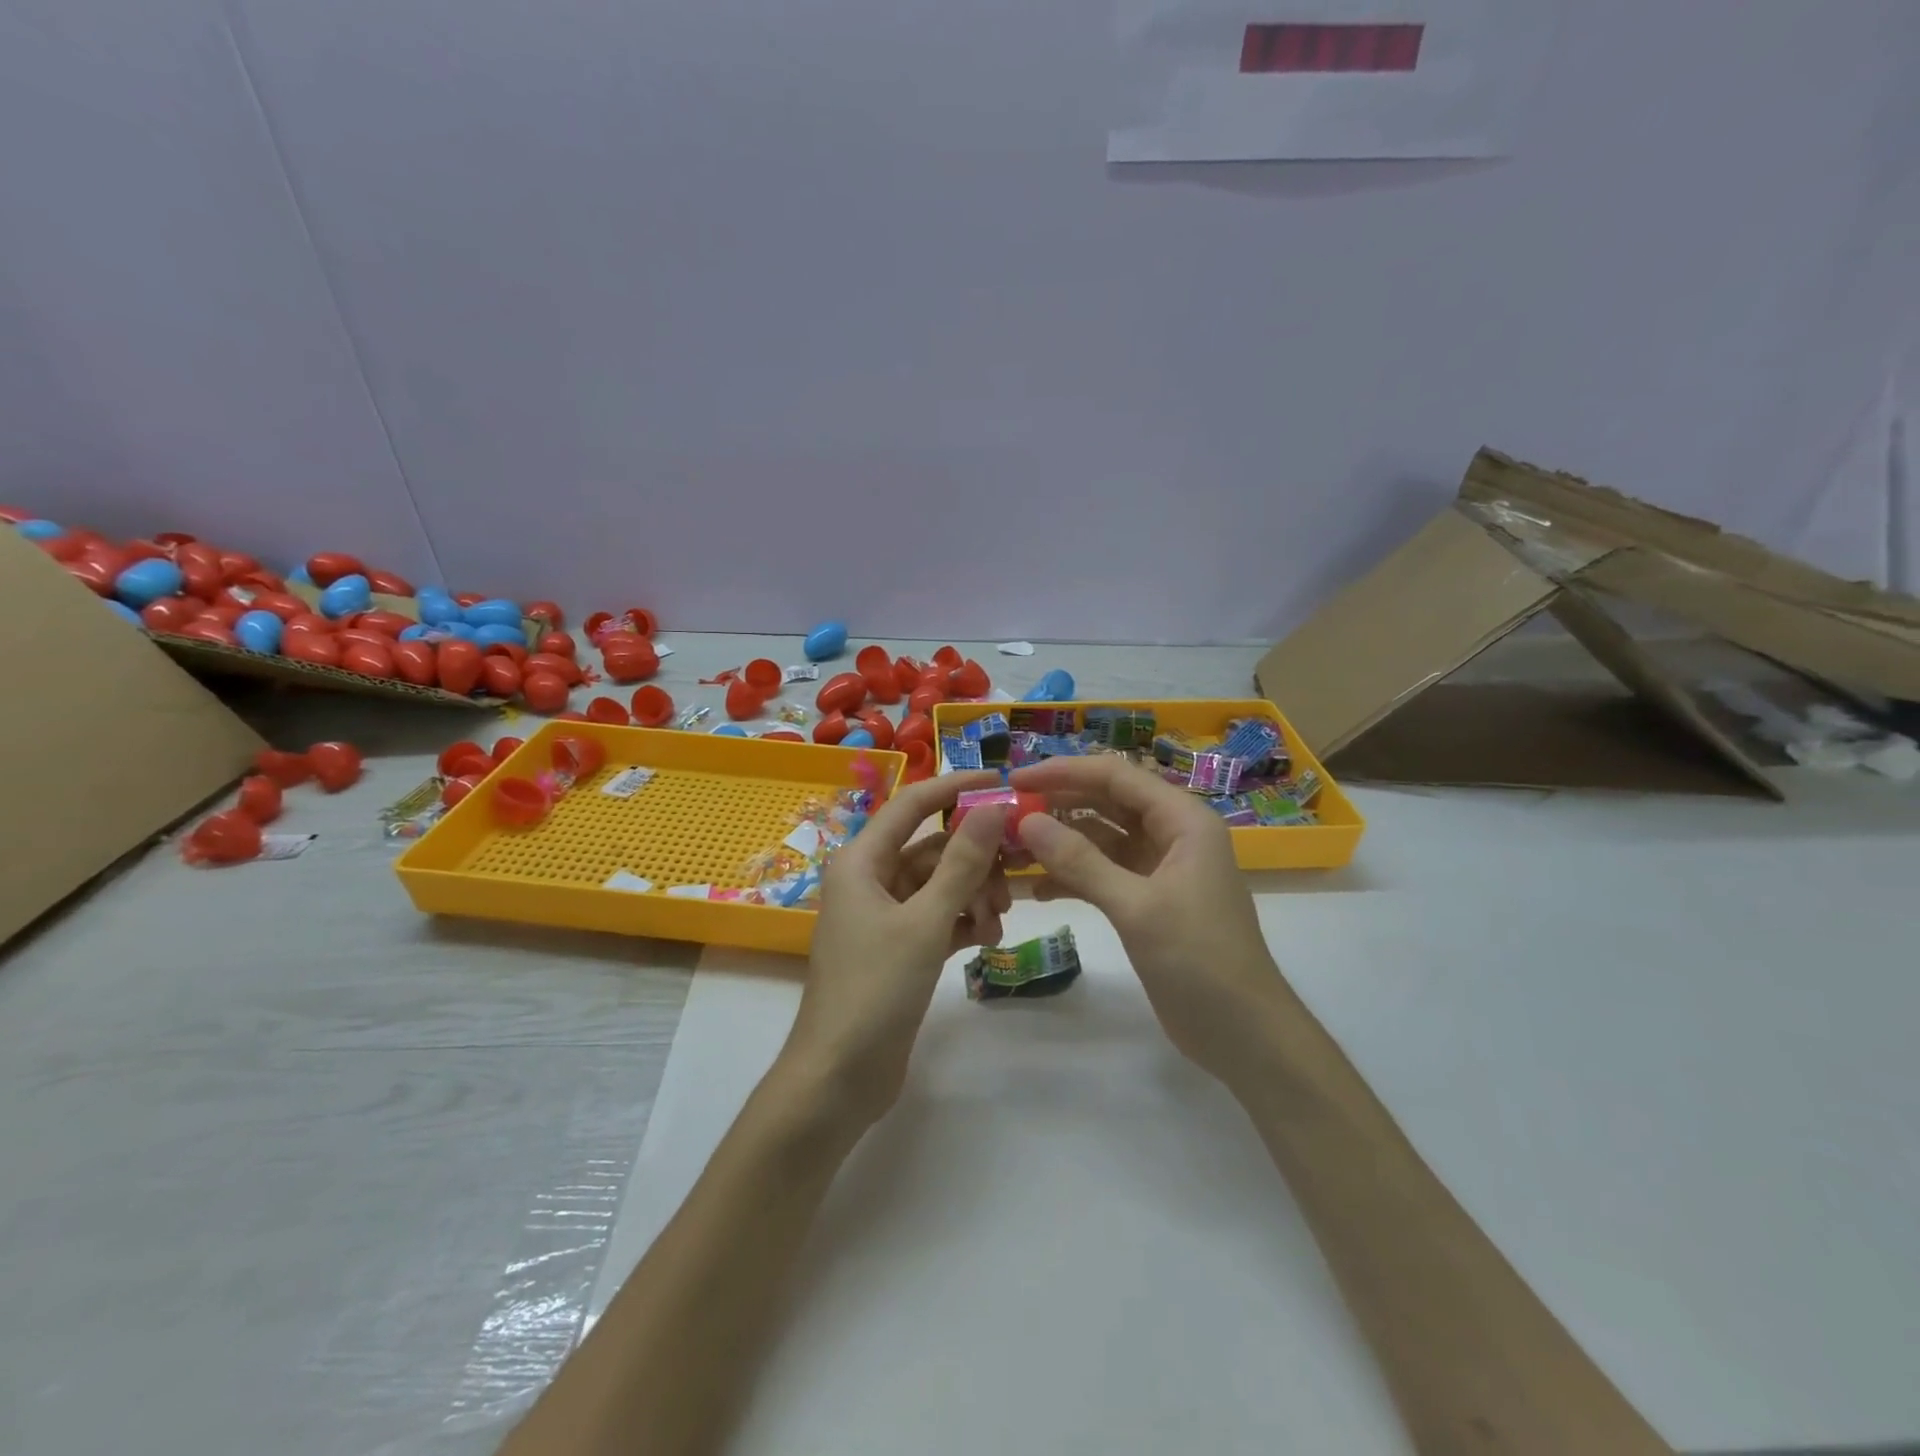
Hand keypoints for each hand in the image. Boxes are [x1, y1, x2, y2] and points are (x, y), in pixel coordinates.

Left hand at [781, 771, 1011, 1127]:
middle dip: (975, 861)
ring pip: (939, 885)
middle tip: (1013, 880)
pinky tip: (986, 939)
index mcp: (862, 860)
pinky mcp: (896, 948)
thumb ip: (962, 863)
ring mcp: (883, 915)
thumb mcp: (926, 922)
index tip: (1003, 781)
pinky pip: (937, 917)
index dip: (957, 787)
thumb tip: (994, 807)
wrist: (839, 1076)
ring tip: (996, 925)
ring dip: (973, 896)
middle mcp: (869, 879)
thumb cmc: (875, 989)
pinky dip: (962, 921)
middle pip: (933, 849)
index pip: (914, 804)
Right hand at [1010, 756, 1289, 1085]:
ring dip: (1061, 844)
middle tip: (1007, 814)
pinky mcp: (1148, 901)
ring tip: (1013, 851)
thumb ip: (1080, 862)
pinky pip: (1103, 874)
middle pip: (1107, 803)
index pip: (1115, 776)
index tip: (1016, 779)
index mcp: (1182, 820)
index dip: (1064, 772)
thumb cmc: (1199, 960)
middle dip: (1058, 805)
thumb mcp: (1136, 907)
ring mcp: (1160, 869)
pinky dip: (1072, 878)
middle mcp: (1172, 834)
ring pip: (1101, 839)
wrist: (1244, 1034)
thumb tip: (1027, 822)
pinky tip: (1038, 891)